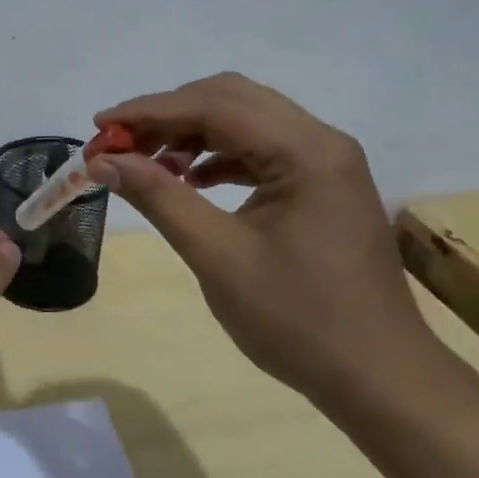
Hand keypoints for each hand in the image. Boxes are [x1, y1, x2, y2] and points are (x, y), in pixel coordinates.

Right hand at [87, 73, 438, 411]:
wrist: (379, 378)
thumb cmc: (298, 319)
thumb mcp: (217, 255)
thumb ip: (158, 197)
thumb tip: (103, 161)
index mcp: (305, 152)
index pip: (214, 106)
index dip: (149, 111)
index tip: (99, 127)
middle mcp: (321, 141)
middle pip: (231, 99)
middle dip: (168, 114)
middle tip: (119, 142)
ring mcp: (326, 162)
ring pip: (245, 120)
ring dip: (191, 133)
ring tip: (146, 161)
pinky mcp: (322, 185)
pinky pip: (259, 148)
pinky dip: (217, 155)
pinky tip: (188, 180)